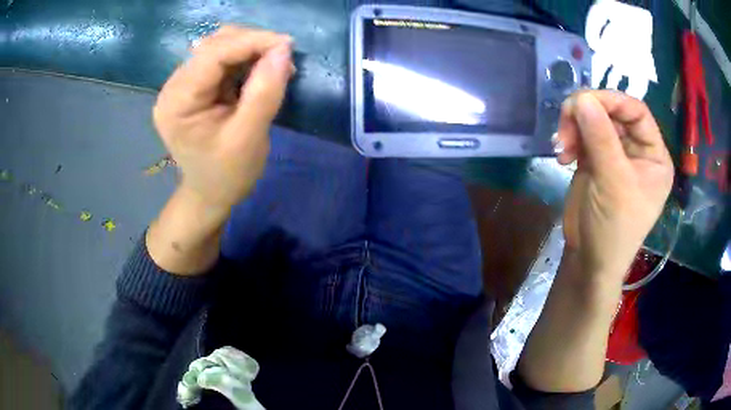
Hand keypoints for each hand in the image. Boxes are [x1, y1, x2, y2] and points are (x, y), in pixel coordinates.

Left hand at [153, 26, 294, 213]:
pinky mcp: (193, 85)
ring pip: (219, 47)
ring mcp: (182, 85)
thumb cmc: (227, 174)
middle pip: (214, 45)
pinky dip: (245, 59)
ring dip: (250, 49)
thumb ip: (264, 93)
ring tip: (275, 66)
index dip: (251, 42)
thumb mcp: (248, 138)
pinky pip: (221, 59)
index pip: (212, 55)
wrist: (211, 193)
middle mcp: (174, 87)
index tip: (287, 45)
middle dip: (252, 44)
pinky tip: (260, 70)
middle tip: (284, 58)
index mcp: (177, 102)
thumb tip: (283, 50)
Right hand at [556, 90, 673, 280]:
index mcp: (653, 155)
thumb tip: (582, 97)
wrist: (589, 261)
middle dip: (587, 115)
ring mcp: (615, 154)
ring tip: (562, 146)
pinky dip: (570, 138)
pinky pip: (582, 135)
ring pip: (593, 120)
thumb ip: (600, 138)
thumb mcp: (613, 183)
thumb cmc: (613, 229)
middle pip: (612, 113)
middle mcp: (637, 150)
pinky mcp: (595, 160)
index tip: (583, 102)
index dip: (612, 101)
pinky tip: (562, 155)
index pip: (636, 111)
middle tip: (566, 124)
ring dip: (574, 127)